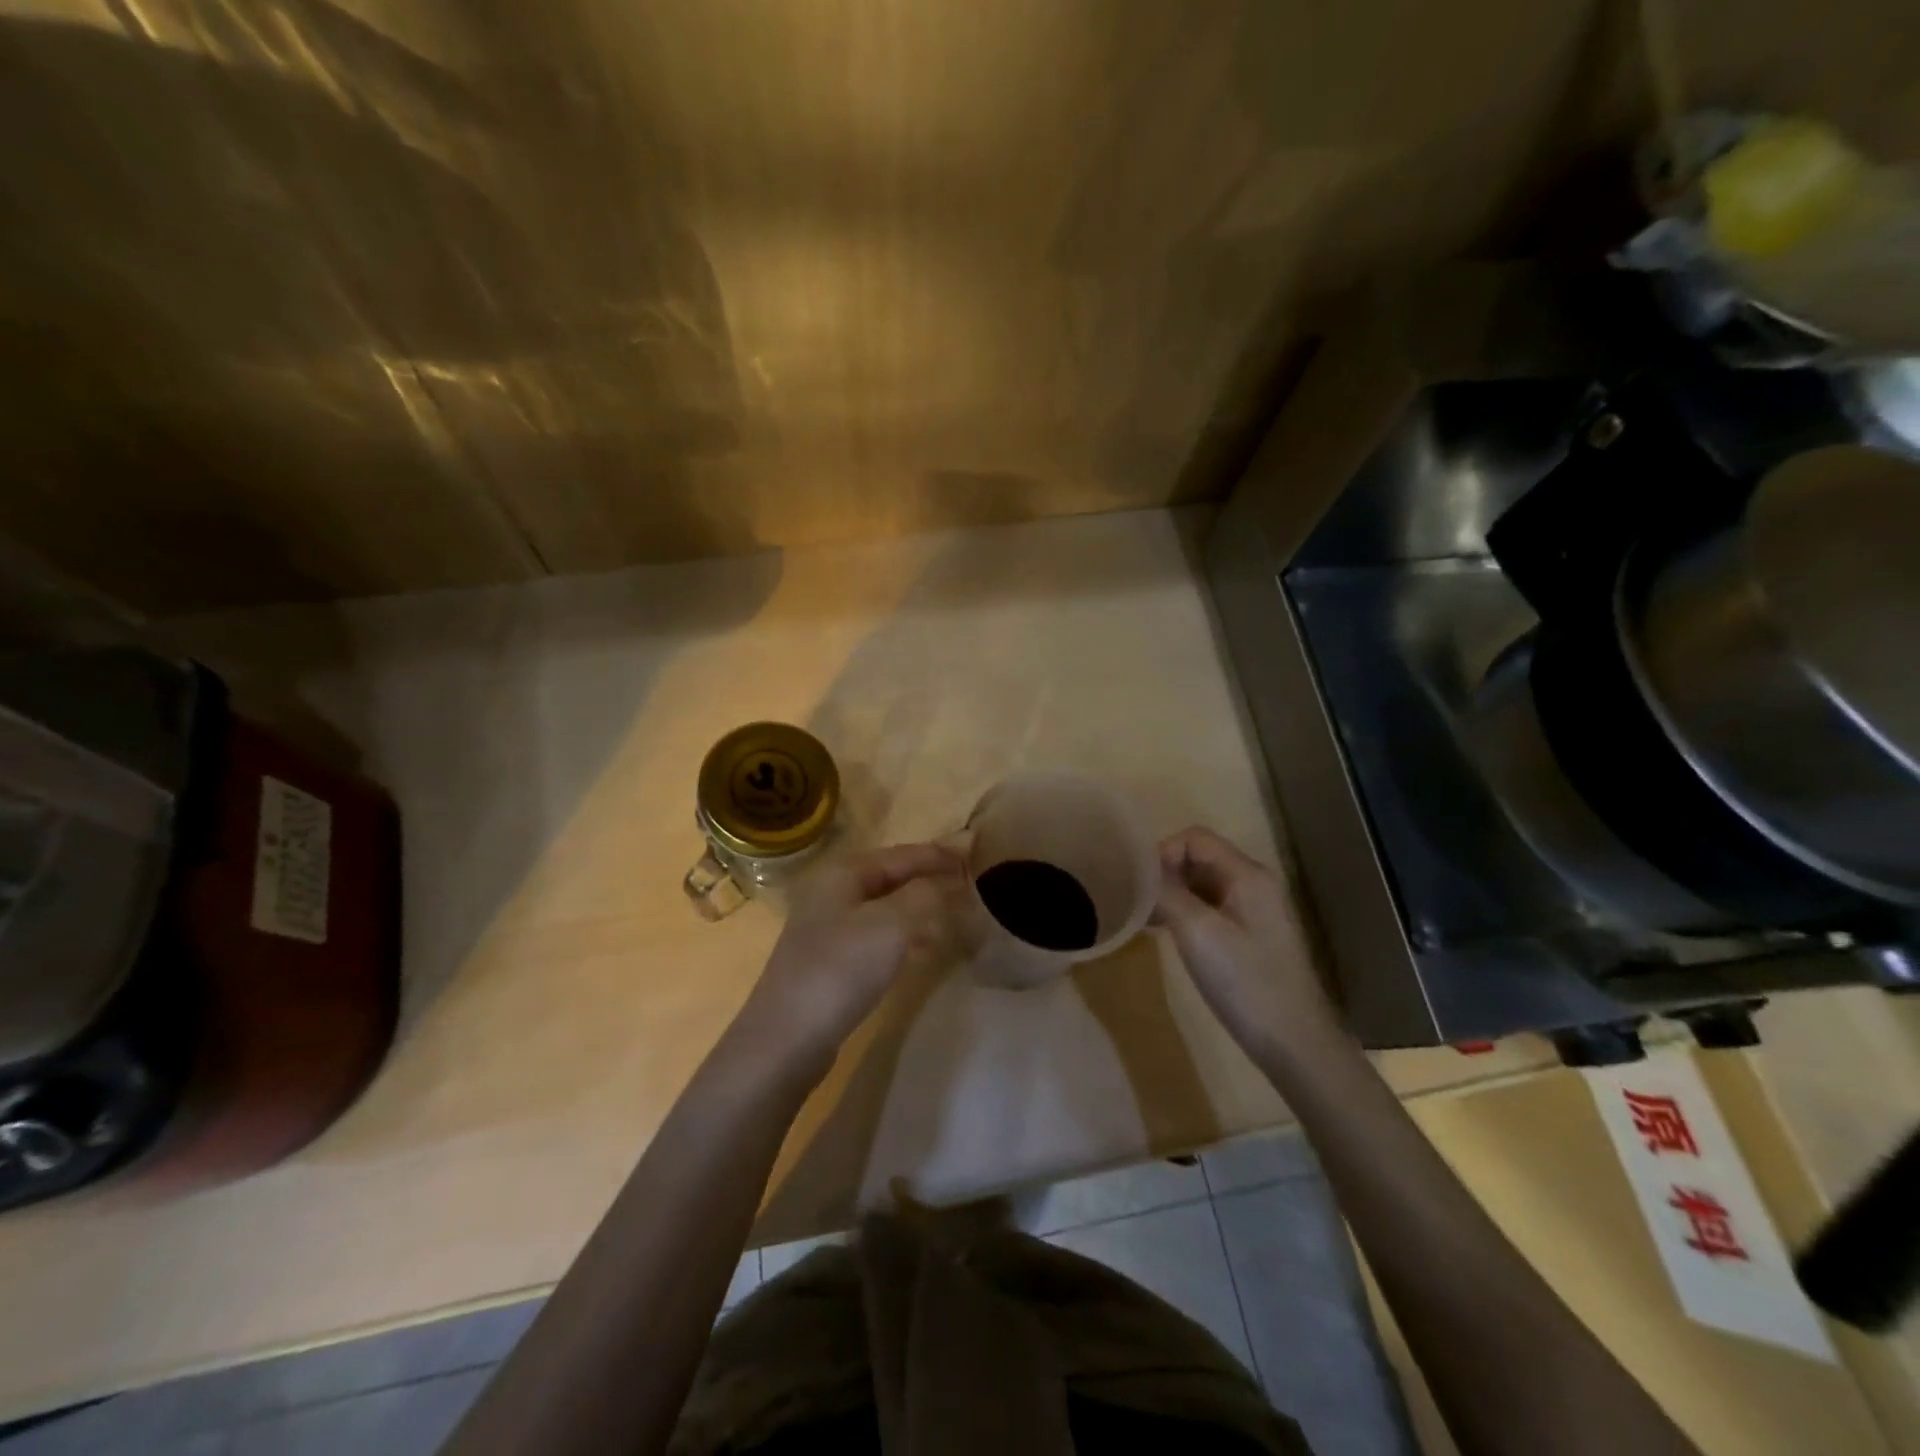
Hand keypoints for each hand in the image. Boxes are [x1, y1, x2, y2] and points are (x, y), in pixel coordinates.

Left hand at [735, 842, 962, 1071]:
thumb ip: (923, 896)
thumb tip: (942, 885)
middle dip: (929, 882)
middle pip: (891, 879)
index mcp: (843, 874)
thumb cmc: (840, 970)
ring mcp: (828, 929)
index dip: (937, 856)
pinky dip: (904, 937)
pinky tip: (922, 952)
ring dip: (919, 911)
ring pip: (885, 909)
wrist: (786, 1038)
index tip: (973, 860)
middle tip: (967, 888)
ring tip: (953, 920)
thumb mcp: (891, 925)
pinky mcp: (830, 962)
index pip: (901, 855)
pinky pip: (877, 937)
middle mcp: (832, 893)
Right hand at [1154, 827, 1342, 1065]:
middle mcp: (1254, 883)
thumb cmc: (1245, 982)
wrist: (1295, 1043)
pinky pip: (1211, 907)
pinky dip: (1186, 912)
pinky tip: (1168, 935)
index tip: (1138, 886)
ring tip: (1147, 921)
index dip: (1162, 853)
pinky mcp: (1251, 935)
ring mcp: (1255, 910)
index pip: (1194, 838)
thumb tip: (1139, 869)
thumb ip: (1166, 893)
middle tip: (1138, 904)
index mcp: (1246, 874)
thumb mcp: (1197, 932)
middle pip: (1199, 857)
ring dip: (1172, 894)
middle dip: (1165, 874)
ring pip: (1202, 884)